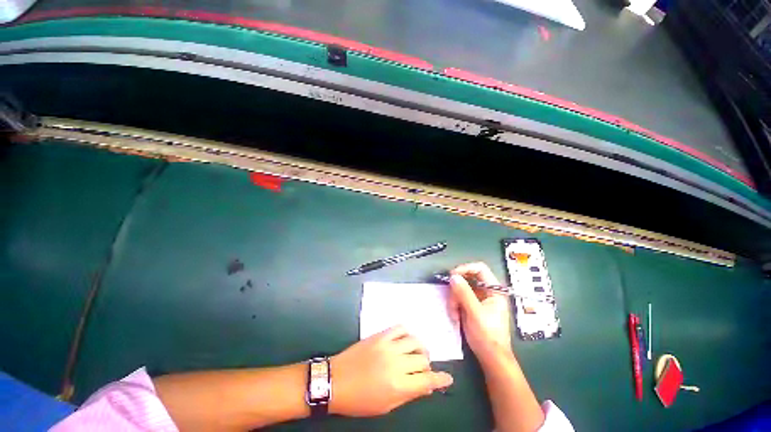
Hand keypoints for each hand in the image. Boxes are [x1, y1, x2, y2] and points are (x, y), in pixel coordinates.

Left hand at [329, 325, 452, 416]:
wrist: (336, 380)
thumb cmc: (360, 400)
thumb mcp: (386, 406)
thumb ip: (408, 394)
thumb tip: (426, 386)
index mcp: (398, 385)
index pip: (428, 380)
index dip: (441, 379)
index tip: (448, 378)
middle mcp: (396, 362)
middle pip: (423, 359)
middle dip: (427, 366)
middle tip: (422, 370)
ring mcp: (388, 345)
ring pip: (415, 341)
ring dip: (420, 348)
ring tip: (416, 354)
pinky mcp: (380, 335)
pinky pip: (400, 328)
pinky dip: (407, 333)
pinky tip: (405, 340)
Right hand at [448, 262, 512, 363]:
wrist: (491, 358)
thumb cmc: (488, 336)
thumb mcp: (475, 313)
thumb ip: (464, 293)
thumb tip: (453, 276)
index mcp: (494, 290)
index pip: (479, 269)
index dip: (465, 269)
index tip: (452, 276)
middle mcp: (486, 291)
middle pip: (467, 279)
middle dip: (457, 290)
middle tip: (452, 302)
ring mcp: (479, 299)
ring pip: (460, 289)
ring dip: (454, 300)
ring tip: (454, 314)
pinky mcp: (472, 306)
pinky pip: (459, 298)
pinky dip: (455, 305)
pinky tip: (456, 317)